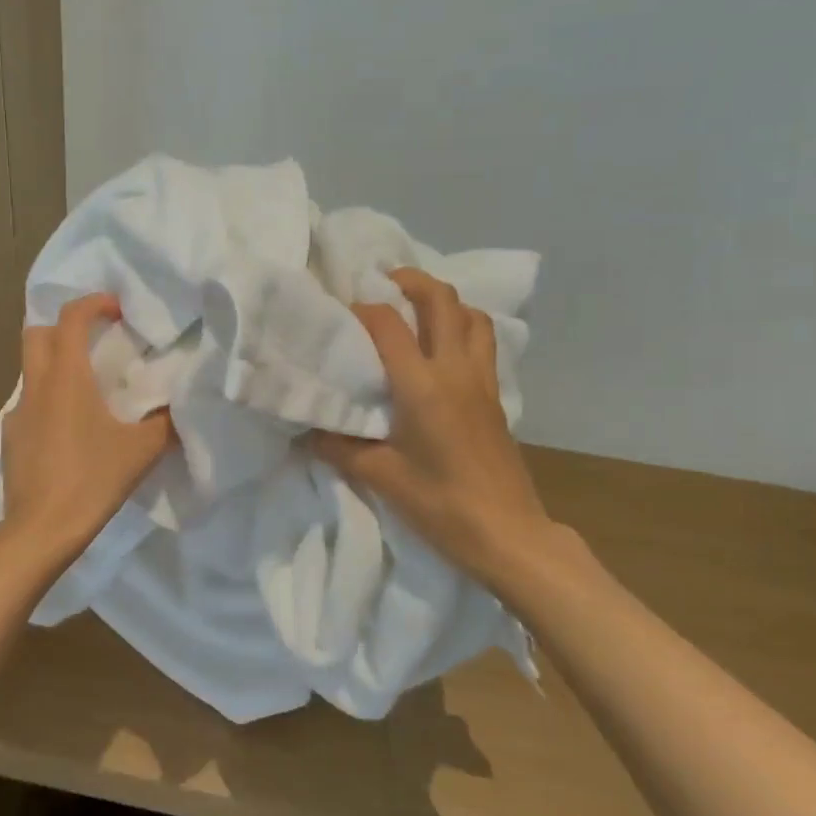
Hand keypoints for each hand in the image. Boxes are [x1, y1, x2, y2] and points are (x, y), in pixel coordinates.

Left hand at [0, 294, 174, 562]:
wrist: (40, 531)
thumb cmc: (91, 480)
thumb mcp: (141, 451)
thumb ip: (165, 423)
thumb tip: (180, 407)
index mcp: (66, 378)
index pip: (71, 318)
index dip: (94, 304)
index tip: (117, 311)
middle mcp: (35, 386)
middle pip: (38, 334)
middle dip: (65, 328)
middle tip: (96, 342)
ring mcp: (17, 413)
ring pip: (31, 371)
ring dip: (56, 366)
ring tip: (88, 391)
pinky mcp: (10, 439)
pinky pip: (29, 405)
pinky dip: (48, 402)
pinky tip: (69, 432)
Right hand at [307, 268, 557, 584]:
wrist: (507, 533)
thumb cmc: (440, 504)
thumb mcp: (380, 476)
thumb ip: (340, 447)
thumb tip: (309, 431)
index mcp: (422, 385)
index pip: (389, 325)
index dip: (362, 310)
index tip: (341, 314)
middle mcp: (455, 371)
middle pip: (442, 301)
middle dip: (413, 281)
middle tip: (386, 282)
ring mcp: (481, 382)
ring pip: (472, 317)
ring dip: (445, 302)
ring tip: (418, 310)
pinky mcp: (495, 397)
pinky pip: (482, 343)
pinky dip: (464, 328)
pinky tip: (443, 350)